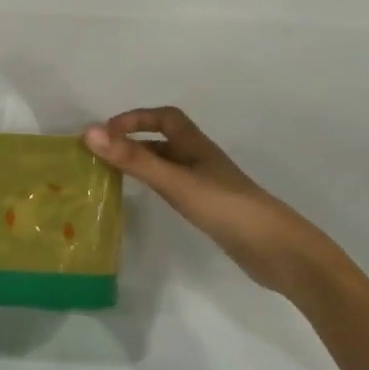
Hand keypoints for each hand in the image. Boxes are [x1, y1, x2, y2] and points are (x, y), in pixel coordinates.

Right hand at [83, 107, 342, 296]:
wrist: (278, 252)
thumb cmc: (226, 208)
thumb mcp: (174, 181)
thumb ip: (133, 159)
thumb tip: (89, 132)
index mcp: (196, 146)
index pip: (165, 118)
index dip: (136, 118)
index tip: (106, 132)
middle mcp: (201, 160)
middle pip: (165, 140)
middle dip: (134, 141)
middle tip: (102, 153)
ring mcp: (208, 186)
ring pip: (169, 165)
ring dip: (143, 163)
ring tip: (114, 175)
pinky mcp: (212, 210)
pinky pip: (176, 188)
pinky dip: (156, 186)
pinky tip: (147, 200)